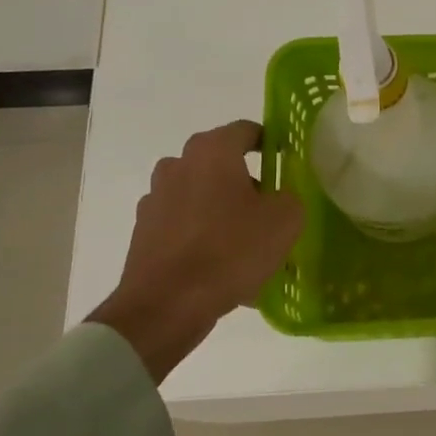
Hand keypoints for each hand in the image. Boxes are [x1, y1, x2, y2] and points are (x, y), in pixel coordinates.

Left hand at [88, 120, 303, 381]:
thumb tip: (280, 196)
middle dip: (247, 181)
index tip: (286, 162)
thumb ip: (290, 196)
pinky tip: (222, 266)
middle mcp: (177, 165)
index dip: (270, 143)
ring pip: (201, 195)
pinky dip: (203, 236)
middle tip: (271, 208)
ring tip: (247, 243)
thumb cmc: (231, 250)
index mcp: (211, 151)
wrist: (167, 304)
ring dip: (223, 210)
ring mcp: (156, 198)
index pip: (246, 131)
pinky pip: (184, 225)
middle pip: (221, 164)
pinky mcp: (144, 231)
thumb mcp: (285, 220)